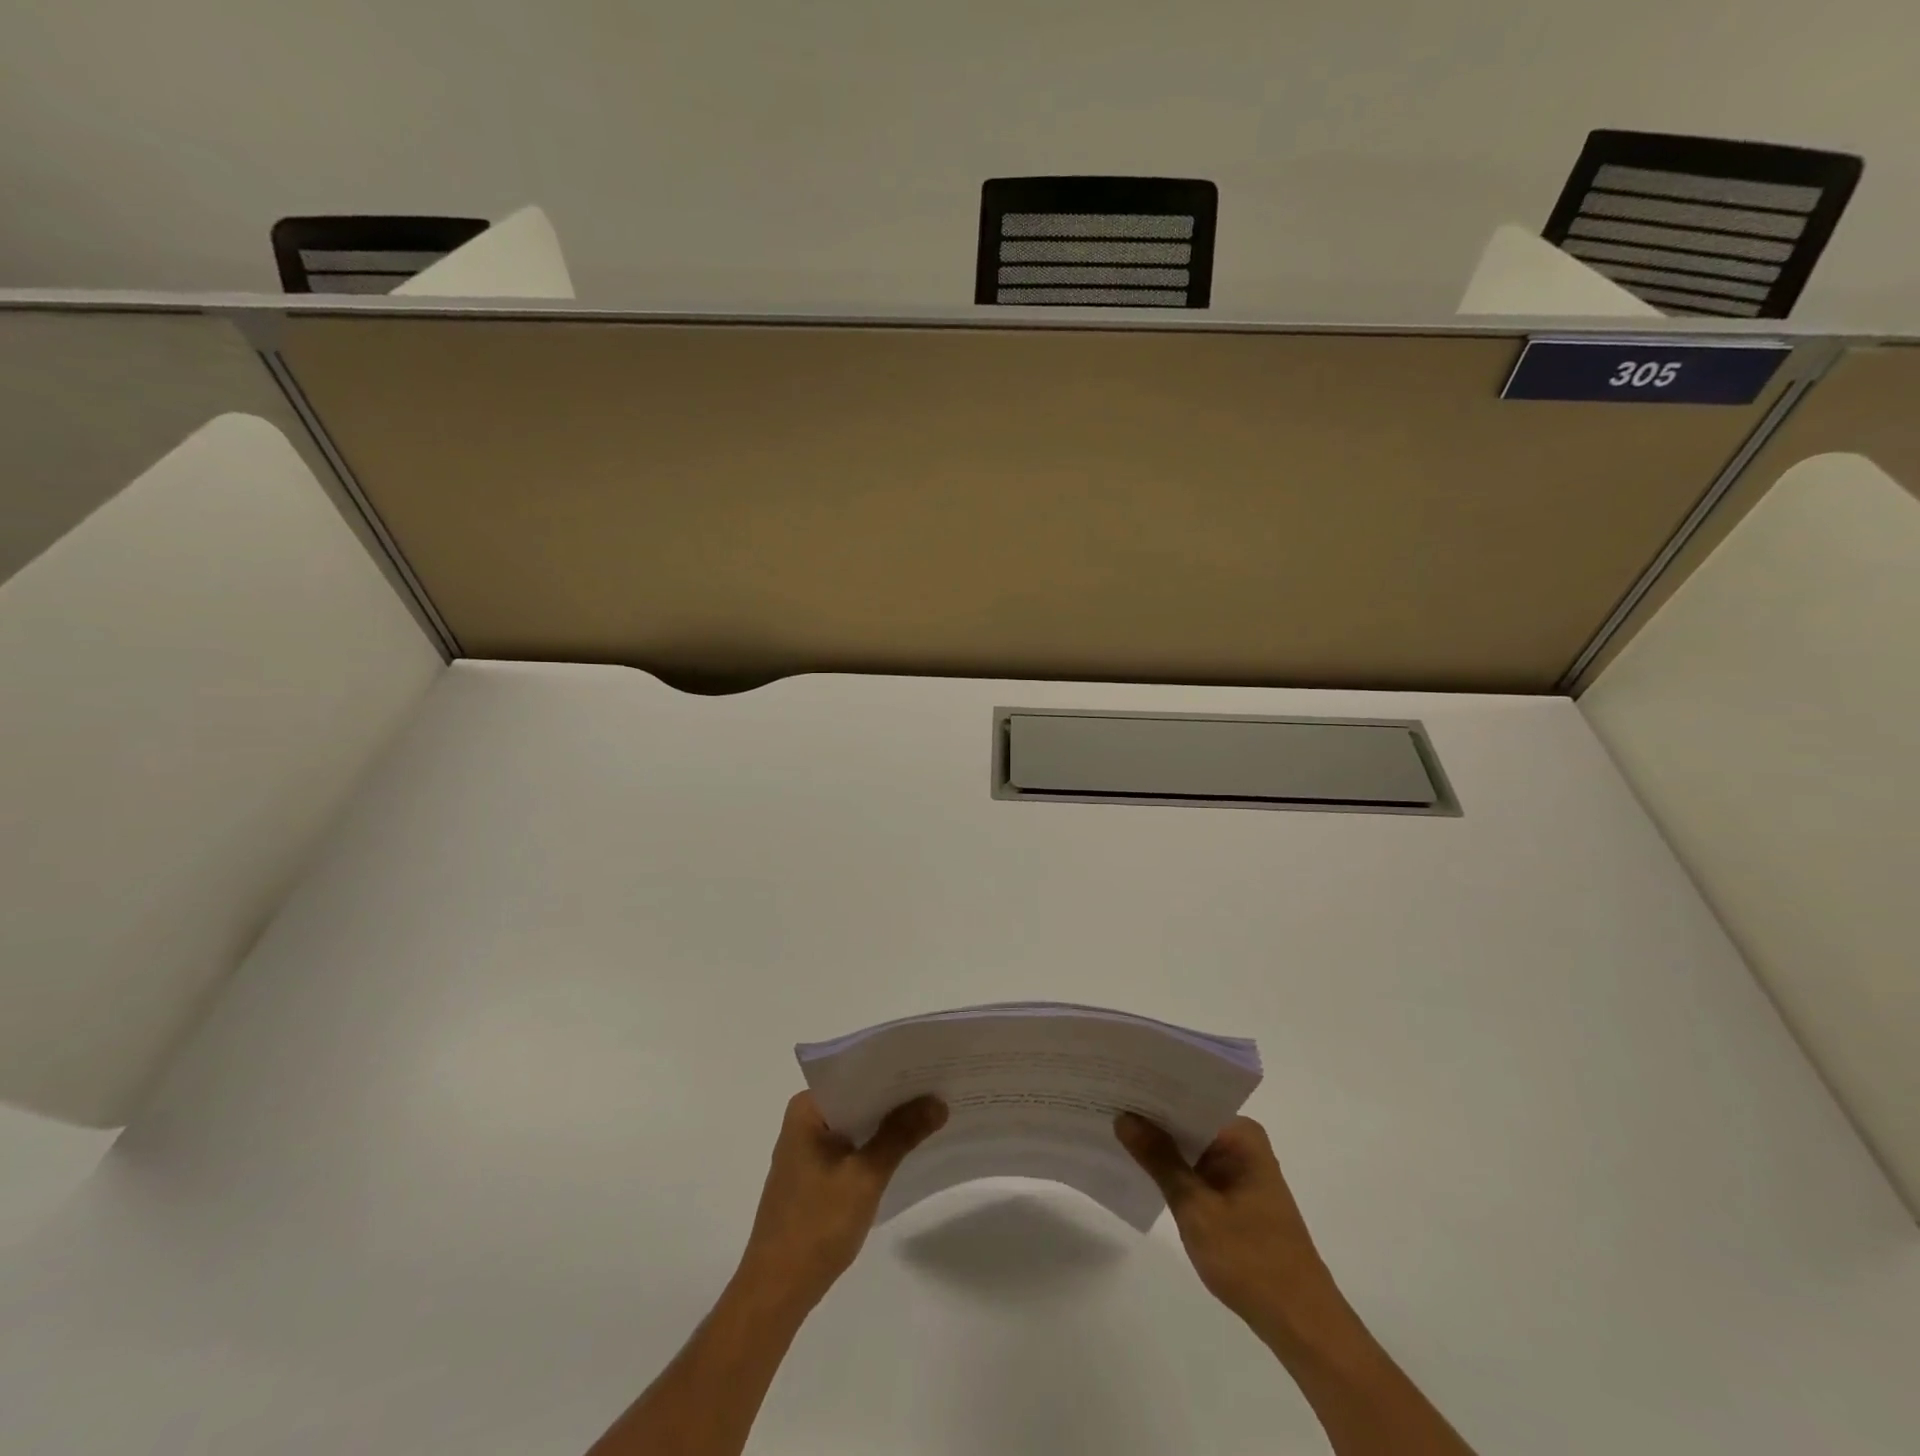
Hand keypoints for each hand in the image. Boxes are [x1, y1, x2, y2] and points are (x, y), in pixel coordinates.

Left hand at [736, 1091, 946, 1311]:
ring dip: (888, 1122)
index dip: (894, 1069)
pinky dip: (877, 1145)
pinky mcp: (815, 1175)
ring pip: (857, 1123)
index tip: (931, 1064)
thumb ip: (901, 1135)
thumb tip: (938, 1101)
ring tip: (933, 1111)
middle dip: (896, 1096)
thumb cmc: (816, 1226)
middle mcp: (805, 1121)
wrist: (776, 1293)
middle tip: (941, 1086)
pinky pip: (852, 1146)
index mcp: (807, 1109)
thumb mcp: (865, 1177)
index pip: (856, 1074)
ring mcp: (808, 1149)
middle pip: (859, 1097)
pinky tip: (908, 1147)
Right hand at [1116, 1112, 1336, 1337]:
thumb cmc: (1250, 1259)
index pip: (1187, 1099)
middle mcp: (1243, 1143)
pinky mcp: (1236, 1194)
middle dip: (1150, 1119)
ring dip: (1160, 1146)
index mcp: (1240, 1134)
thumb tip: (1125, 1118)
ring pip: (1190, 1145)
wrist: (1300, 1323)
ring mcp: (1241, 1169)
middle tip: (1105, 1105)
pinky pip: (1197, 1168)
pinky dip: (1173, 1169)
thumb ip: (1159, 1160)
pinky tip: (1141, 1167)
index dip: (1150, 1093)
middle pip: (1187, 1120)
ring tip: (1113, 1130)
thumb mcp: (1195, 1207)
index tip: (1114, 1085)